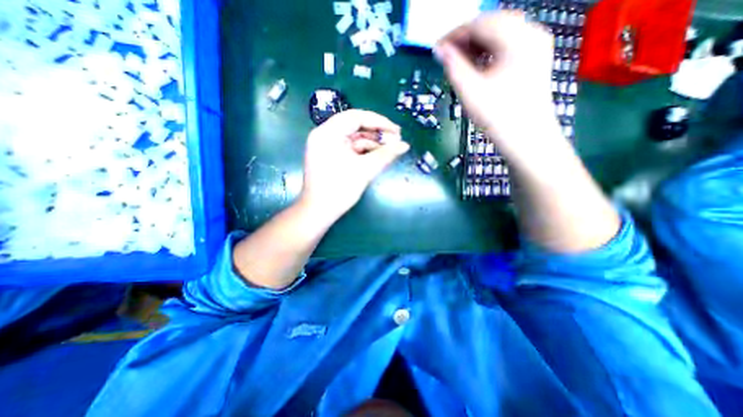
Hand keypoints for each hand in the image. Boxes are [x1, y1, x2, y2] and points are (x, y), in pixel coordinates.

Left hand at [298, 109, 411, 222]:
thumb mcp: (364, 171)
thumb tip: (405, 145)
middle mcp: (324, 135)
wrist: (319, 212)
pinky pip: (349, 148)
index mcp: (327, 133)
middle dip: (377, 133)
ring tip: (390, 150)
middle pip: (355, 126)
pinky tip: (378, 156)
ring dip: (372, 143)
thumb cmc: (339, 190)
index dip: (379, 122)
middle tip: (396, 140)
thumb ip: (386, 155)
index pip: (356, 117)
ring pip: (353, 138)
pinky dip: (363, 151)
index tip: (397, 130)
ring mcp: (326, 146)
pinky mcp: (330, 156)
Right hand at [437, 11, 562, 150]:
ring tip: (460, 61)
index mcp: (518, 39)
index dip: (455, 35)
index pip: (480, 23)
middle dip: (466, 38)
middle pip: (492, 24)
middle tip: (448, 56)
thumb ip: (453, 67)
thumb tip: (441, 51)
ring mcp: (536, 47)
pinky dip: (489, 52)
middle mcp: (532, 35)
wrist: (527, 138)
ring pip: (501, 34)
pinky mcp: (534, 61)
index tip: (438, 49)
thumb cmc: (499, 116)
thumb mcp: (471, 91)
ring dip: (477, 45)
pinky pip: (508, 46)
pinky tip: (479, 66)